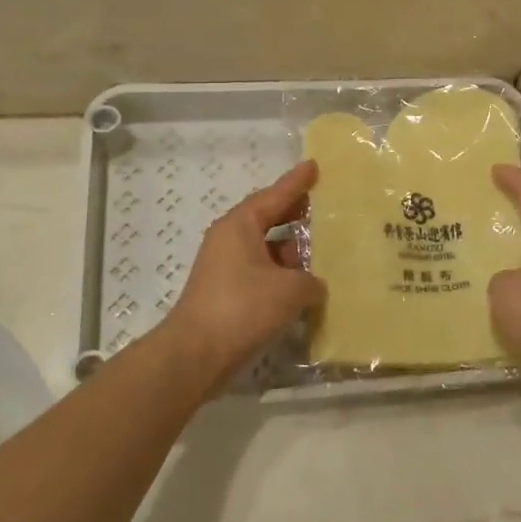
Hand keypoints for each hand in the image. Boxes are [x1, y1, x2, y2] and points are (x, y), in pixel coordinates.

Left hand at [161, 161, 322, 379]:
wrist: (195, 355)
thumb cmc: (242, 308)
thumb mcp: (290, 289)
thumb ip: (311, 281)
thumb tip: (314, 286)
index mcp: (240, 225)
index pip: (274, 195)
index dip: (297, 182)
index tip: (314, 166)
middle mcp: (230, 240)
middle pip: (269, 219)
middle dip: (296, 214)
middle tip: (325, 207)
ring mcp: (226, 268)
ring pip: (267, 249)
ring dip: (292, 251)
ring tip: (325, 251)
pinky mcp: (227, 294)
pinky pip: (262, 273)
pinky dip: (283, 276)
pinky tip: (307, 287)